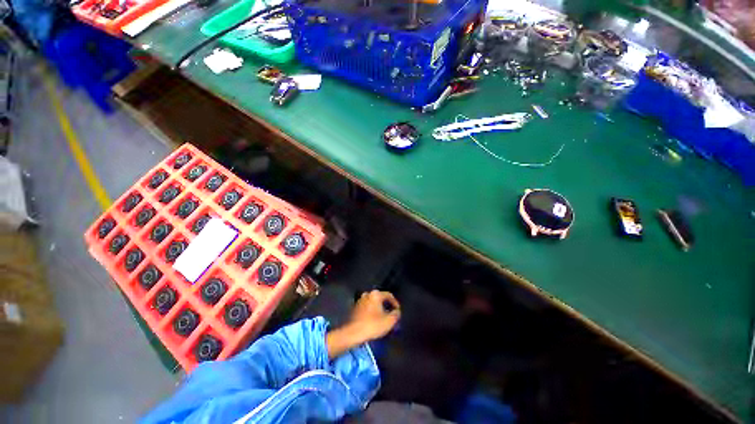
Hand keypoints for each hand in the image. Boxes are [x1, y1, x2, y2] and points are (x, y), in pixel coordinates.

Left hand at [348, 290, 400, 341]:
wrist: (354, 333)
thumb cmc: (373, 325)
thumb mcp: (390, 321)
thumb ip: (396, 314)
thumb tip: (396, 312)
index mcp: (375, 295)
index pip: (389, 295)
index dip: (395, 303)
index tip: (398, 311)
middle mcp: (366, 295)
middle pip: (380, 299)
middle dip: (386, 307)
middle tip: (391, 315)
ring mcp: (359, 302)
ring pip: (372, 304)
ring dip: (378, 310)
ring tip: (383, 319)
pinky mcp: (354, 310)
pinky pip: (366, 309)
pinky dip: (371, 314)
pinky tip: (374, 322)